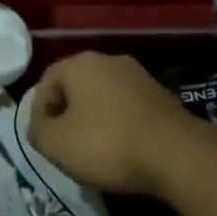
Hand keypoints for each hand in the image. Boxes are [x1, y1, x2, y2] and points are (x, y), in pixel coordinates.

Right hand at [26, 52, 200, 196]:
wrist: (179, 155)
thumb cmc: (108, 144)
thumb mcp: (56, 144)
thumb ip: (37, 131)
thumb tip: (40, 127)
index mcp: (79, 63)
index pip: (46, 82)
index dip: (39, 113)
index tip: (45, 141)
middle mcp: (109, 60)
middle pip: (76, 87)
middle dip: (68, 115)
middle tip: (67, 145)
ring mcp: (139, 76)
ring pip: (104, 98)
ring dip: (95, 120)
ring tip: (96, 152)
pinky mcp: (163, 96)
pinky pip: (128, 108)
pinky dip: (120, 125)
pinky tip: (124, 150)